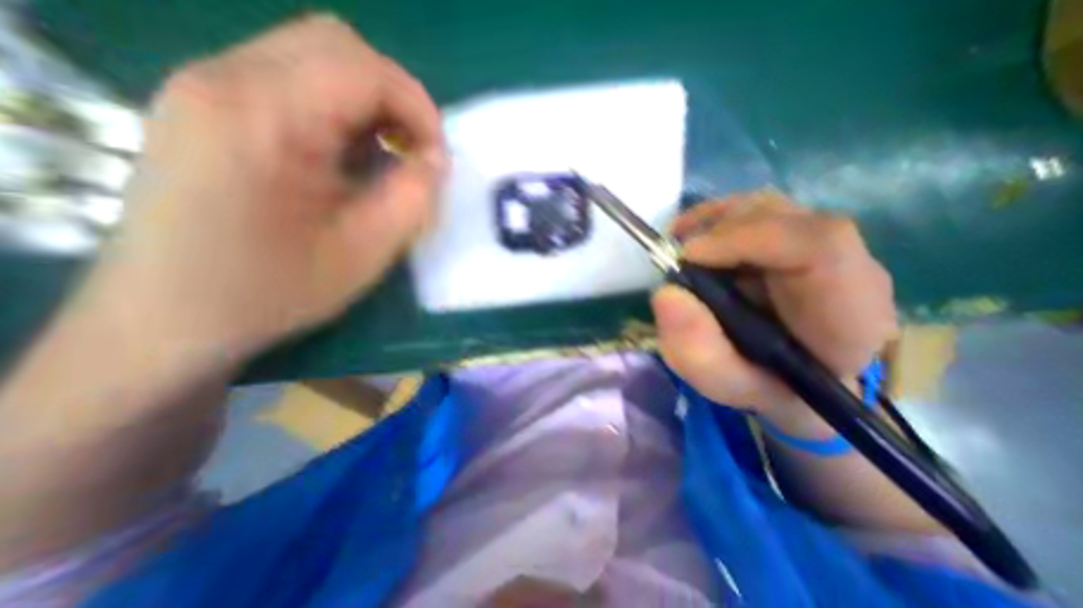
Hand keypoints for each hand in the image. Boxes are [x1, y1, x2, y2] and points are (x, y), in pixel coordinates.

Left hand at [79, 13, 444, 360]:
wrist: (170, 317)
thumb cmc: (274, 289)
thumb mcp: (366, 250)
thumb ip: (413, 198)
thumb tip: (436, 161)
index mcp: (262, 117)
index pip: (362, 68)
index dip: (418, 108)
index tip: (437, 160)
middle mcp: (224, 80)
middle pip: (337, 46)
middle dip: (396, 99)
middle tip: (415, 153)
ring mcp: (208, 89)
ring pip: (316, 59)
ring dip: (370, 105)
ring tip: (388, 158)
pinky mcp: (209, 108)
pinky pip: (293, 83)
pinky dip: (341, 113)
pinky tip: (350, 159)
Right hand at [651, 189, 897, 427]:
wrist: (796, 378)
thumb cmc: (765, 386)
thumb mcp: (725, 383)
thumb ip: (698, 351)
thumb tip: (666, 294)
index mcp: (848, 315)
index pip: (818, 246)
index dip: (745, 237)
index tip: (688, 256)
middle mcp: (849, 268)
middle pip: (787, 217)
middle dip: (719, 229)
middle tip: (676, 256)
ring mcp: (827, 248)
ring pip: (769, 208)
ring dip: (714, 221)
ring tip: (680, 246)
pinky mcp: (799, 240)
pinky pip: (758, 212)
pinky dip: (718, 218)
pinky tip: (693, 235)